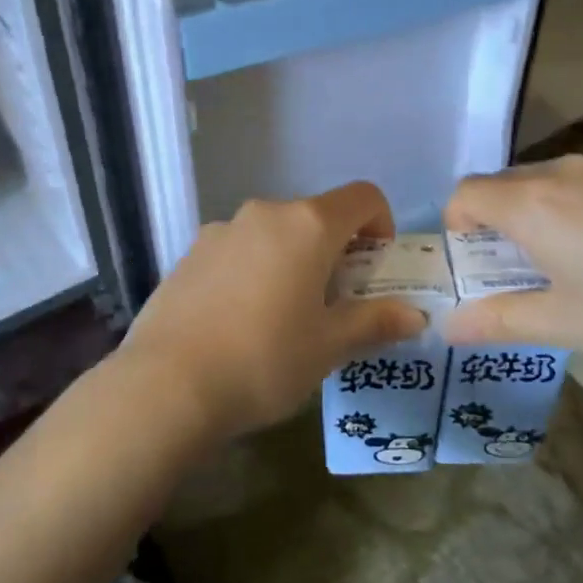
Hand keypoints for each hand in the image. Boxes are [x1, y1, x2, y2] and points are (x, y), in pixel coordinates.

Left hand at [116, 182, 428, 438]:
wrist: (167, 385)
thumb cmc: (264, 360)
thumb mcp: (328, 346)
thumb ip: (374, 322)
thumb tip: (415, 316)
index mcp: (306, 225)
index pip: (362, 196)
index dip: (381, 223)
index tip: (376, 267)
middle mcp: (264, 214)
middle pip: (316, 216)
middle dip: (335, 251)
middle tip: (334, 304)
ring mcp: (221, 230)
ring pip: (274, 234)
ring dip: (292, 261)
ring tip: (283, 318)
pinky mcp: (189, 254)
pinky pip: (238, 251)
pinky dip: (253, 270)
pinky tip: (238, 322)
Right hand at [443, 154, 582, 377]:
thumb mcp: (567, 326)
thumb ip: (498, 320)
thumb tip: (449, 327)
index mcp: (536, 204)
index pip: (467, 193)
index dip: (458, 226)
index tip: (480, 265)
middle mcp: (567, 170)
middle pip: (507, 185)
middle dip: (500, 223)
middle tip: (526, 273)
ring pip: (552, 181)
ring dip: (544, 213)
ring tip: (580, 263)